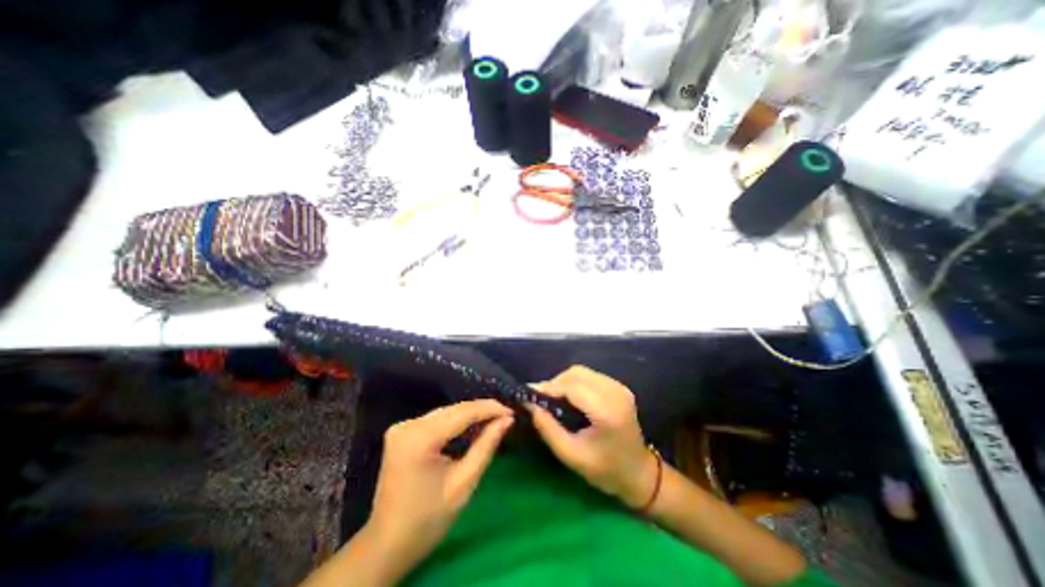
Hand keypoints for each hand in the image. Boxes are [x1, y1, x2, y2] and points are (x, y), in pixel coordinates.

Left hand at [366, 400, 513, 561]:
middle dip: (481, 411)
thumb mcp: (464, 483)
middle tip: (505, 417)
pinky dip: (455, 421)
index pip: (462, 412)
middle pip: (453, 409)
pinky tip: (471, 426)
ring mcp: (402, 426)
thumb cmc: (428, 520)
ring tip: (493, 420)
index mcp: (420, 439)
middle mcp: (408, 425)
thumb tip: (507, 420)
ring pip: (446, 412)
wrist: (387, 545)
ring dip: (469, 415)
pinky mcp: (401, 431)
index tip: (511, 412)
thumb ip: (486, 446)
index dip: (489, 409)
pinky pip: (436, 419)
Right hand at [533, 368, 650, 509]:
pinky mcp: (619, 387)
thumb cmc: (605, 470)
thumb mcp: (571, 455)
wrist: (639, 473)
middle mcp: (615, 392)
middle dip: (555, 383)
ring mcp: (619, 387)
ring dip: (564, 381)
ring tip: (553, 398)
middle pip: (576, 374)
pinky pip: (590, 376)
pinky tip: (569, 397)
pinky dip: (575, 382)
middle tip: (541, 398)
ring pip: (582, 372)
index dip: (549, 387)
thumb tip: (530, 404)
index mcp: (606, 411)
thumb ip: (547, 428)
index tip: (530, 393)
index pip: (571, 387)